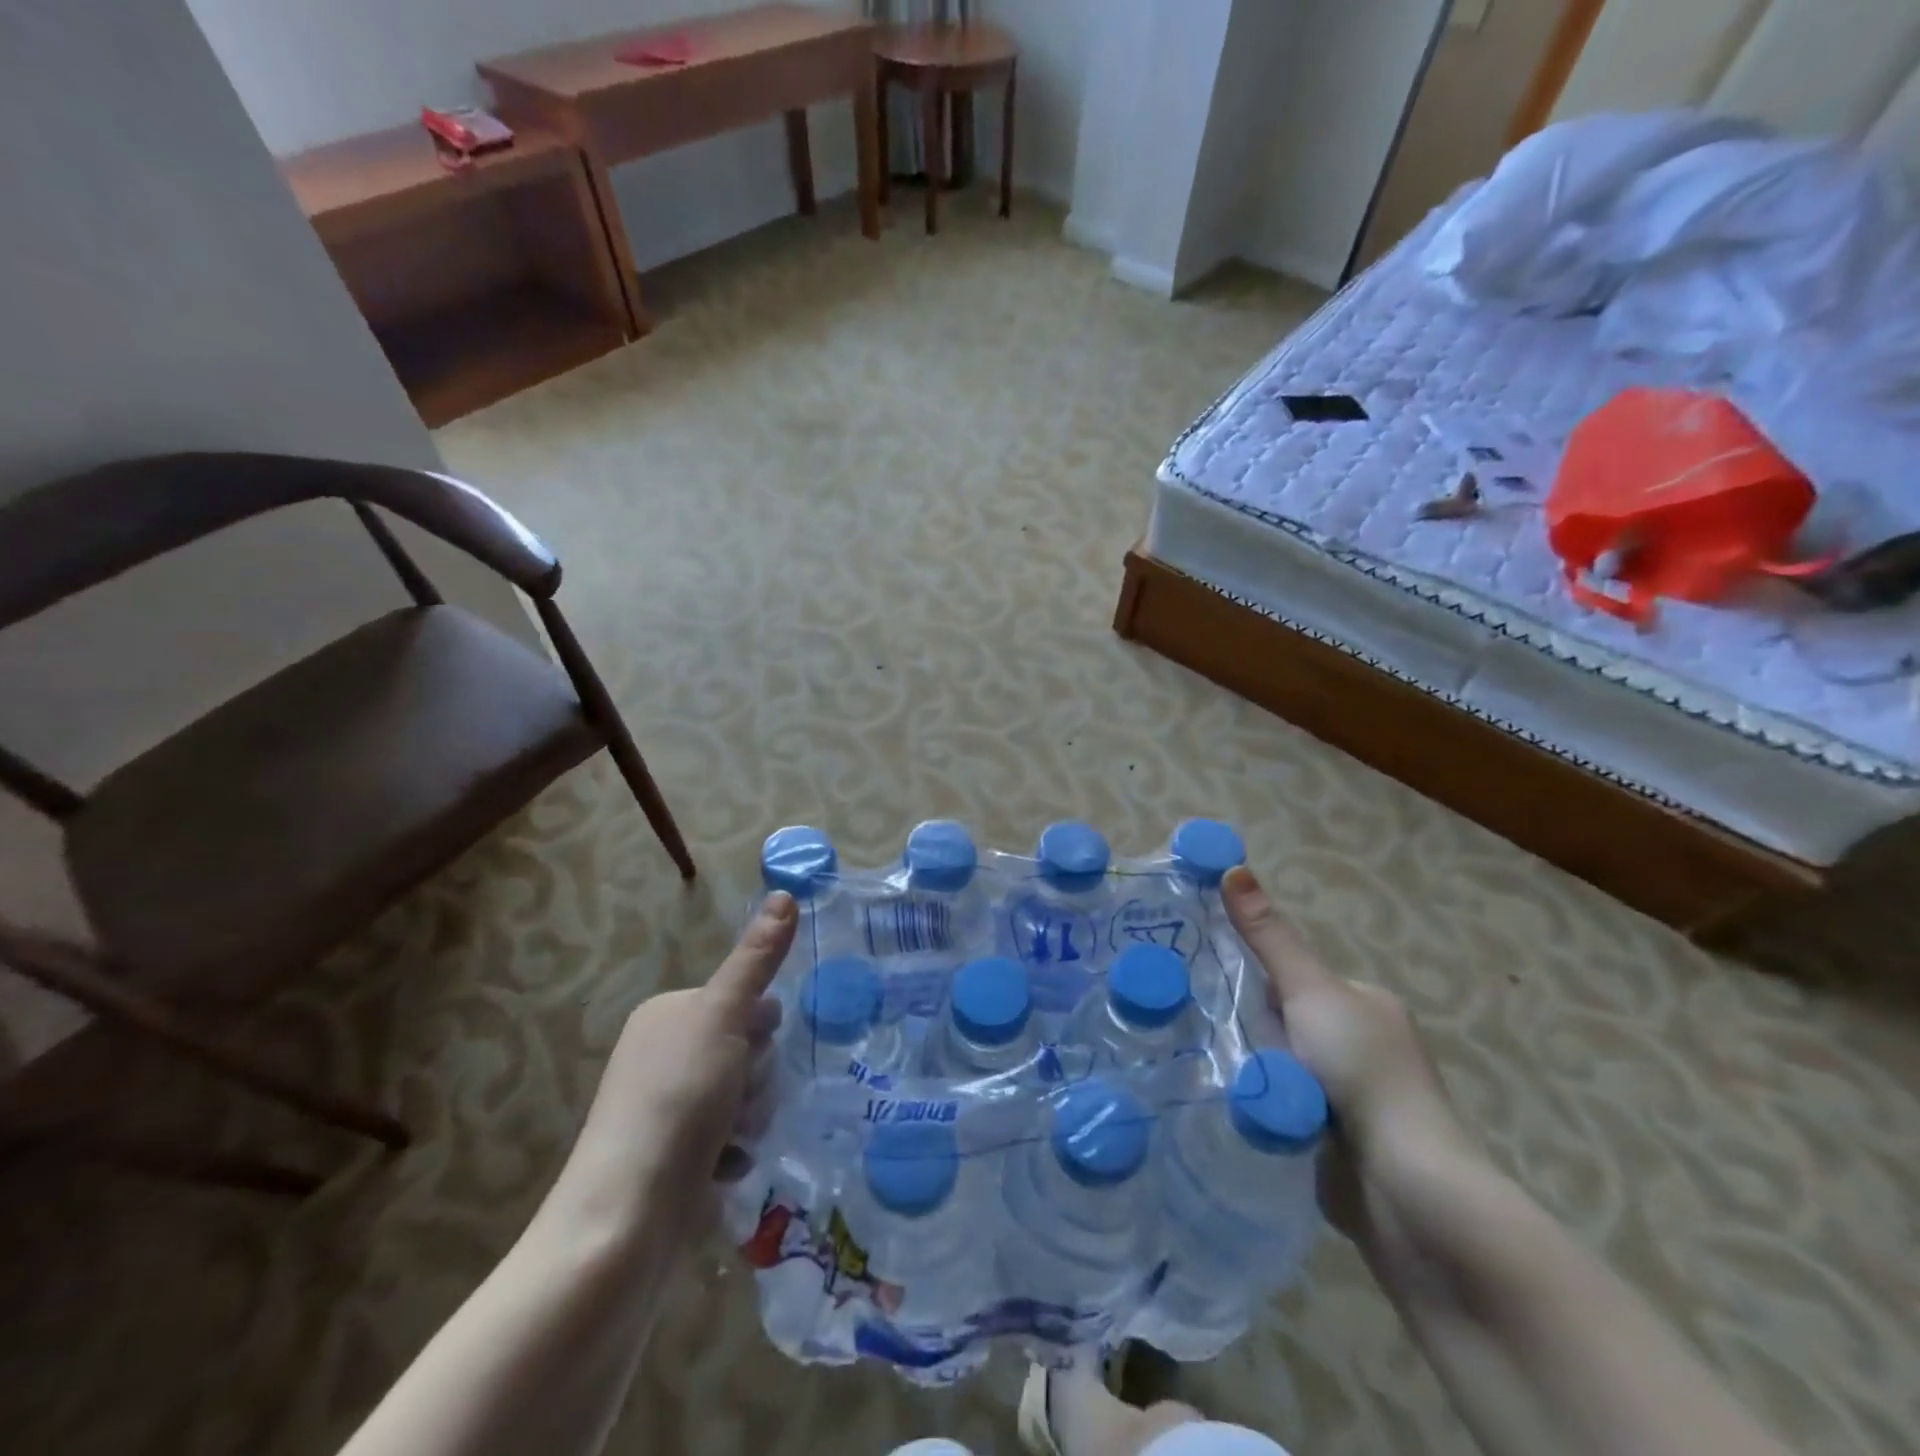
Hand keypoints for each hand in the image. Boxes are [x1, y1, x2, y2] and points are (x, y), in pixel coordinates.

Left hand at [541, 893, 793, 1256]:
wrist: (625, 1221)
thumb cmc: (676, 1102)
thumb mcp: (722, 1018)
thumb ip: (756, 959)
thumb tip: (786, 894)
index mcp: (668, 1014)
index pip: (745, 1002)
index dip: (761, 1029)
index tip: (751, 1053)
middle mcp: (663, 1054)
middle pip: (748, 1051)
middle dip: (756, 1081)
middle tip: (737, 1103)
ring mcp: (667, 1109)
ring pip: (745, 1097)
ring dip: (750, 1119)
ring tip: (729, 1143)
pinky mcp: (674, 1158)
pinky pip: (730, 1139)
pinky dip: (734, 1154)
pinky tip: (724, 1171)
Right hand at [1222, 867, 1494, 1289]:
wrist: (1405, 1189)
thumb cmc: (1362, 1071)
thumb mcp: (1309, 991)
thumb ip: (1268, 937)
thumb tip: (1232, 867)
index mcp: (1366, 1005)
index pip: (1293, 980)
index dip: (1256, 985)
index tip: (1219, 995)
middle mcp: (1363, 1047)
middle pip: (1282, 1025)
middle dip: (1252, 1034)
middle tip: (1214, 1040)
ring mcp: (1351, 1099)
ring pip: (1278, 1069)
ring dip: (1254, 1074)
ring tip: (1213, 1074)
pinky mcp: (1336, 1144)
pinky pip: (1281, 1110)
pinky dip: (1262, 1110)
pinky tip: (1234, 1111)